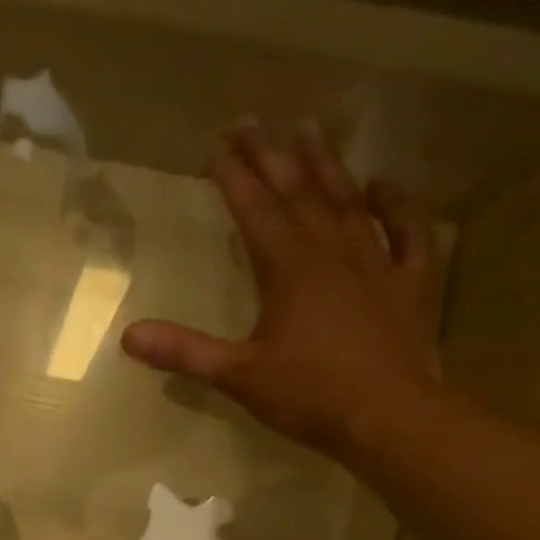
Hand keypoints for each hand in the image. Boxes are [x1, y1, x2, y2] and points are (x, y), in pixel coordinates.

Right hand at [122, 119, 444, 460]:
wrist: (390, 417)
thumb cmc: (309, 396)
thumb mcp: (237, 377)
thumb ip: (185, 353)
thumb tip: (129, 335)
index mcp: (289, 270)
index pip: (255, 210)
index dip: (234, 176)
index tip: (217, 144)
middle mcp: (332, 253)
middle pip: (299, 193)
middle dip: (272, 156)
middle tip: (252, 121)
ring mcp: (377, 264)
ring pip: (348, 201)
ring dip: (327, 165)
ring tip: (310, 128)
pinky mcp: (410, 284)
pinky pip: (407, 232)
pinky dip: (396, 205)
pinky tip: (382, 186)